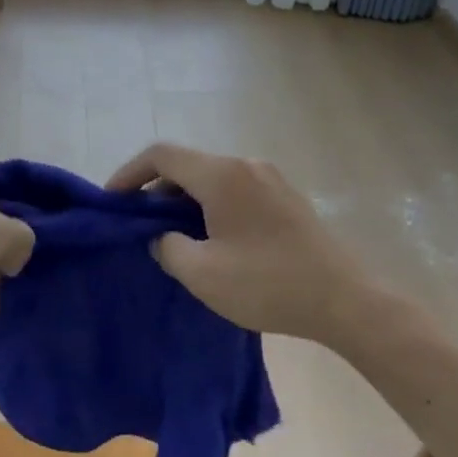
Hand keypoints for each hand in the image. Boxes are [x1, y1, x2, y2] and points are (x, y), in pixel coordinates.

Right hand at [107, 143, 353, 339]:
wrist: (346, 301)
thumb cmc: (268, 284)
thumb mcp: (202, 273)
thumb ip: (167, 247)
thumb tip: (163, 236)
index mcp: (222, 175)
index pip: (161, 155)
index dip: (129, 173)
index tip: (111, 201)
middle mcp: (246, 165)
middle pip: (187, 165)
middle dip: (156, 190)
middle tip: (139, 225)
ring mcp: (270, 179)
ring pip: (212, 178)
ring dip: (185, 200)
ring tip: (172, 236)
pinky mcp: (286, 198)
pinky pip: (235, 190)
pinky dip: (211, 205)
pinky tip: (212, 239)